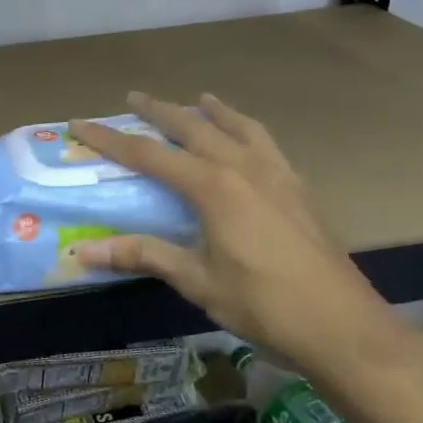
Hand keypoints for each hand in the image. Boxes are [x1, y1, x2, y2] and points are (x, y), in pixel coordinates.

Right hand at [71, 93, 419, 389]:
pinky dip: (247, 129)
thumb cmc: (263, 304)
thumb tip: (83, 252)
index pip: (149, 154)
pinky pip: (266, 143)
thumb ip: (143, 256)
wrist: (342, 325)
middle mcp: (244, 168)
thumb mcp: (197, 281)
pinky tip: (246, 138)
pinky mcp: (298, 188)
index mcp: (213, 187)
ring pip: (237, 127)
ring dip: (211, 111)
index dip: (110, 139)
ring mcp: (277, 174)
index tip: (80, 123)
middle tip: (133, 97)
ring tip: (198, 99)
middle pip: (193, 127)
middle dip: (159, 111)